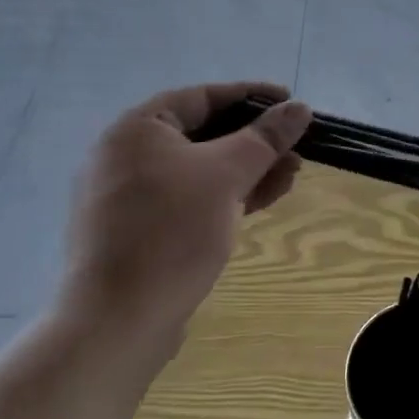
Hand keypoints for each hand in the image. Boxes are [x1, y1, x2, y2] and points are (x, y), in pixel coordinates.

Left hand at [65, 82, 310, 356]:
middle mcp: (126, 155)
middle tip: (296, 148)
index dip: (251, 96)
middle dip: (255, 142)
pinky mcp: (139, 232)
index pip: (203, 97)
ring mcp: (130, 197)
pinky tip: (263, 200)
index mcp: (137, 129)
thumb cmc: (172, 231)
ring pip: (200, 171)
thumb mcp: (227, 175)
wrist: (118, 321)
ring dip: (247, 170)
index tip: (290, 102)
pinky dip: (225, 196)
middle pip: (203, 134)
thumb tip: (299, 108)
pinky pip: (189, 200)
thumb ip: (265, 138)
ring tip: (291, 176)